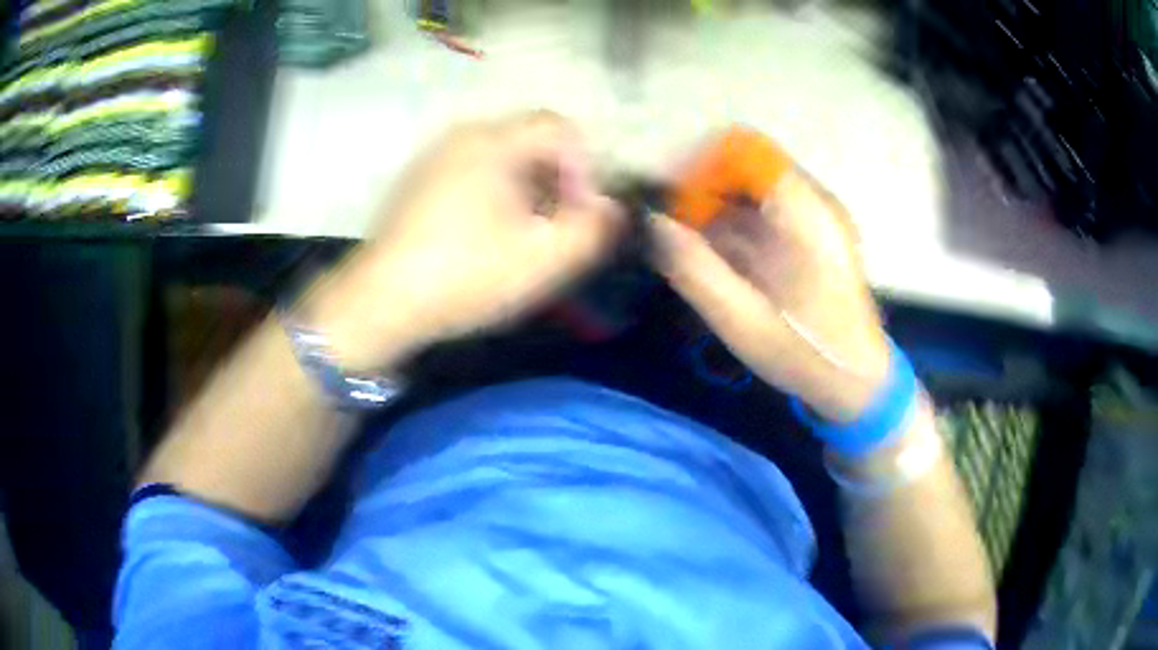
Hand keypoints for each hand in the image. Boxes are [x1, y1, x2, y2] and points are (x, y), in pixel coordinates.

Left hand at [306, 112, 622, 369]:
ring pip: (503, 158)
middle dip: (557, 182)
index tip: (579, 213)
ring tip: (525, 238)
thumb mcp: (541, 260)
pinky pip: (473, 172)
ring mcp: (435, 157)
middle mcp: (462, 136)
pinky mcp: (419, 181)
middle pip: (531, 141)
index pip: (560, 128)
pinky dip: (496, 195)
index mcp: (493, 141)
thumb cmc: (462, 276)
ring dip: (528, 191)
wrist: (378, 303)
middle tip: (557, 229)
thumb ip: (592, 230)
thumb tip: (612, 209)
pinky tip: (487, 237)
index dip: (584, 167)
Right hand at [651, 169, 890, 421]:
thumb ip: (694, 267)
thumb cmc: (804, 353)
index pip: (745, 150)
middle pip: (748, 165)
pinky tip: (724, 257)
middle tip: (676, 228)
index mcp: (805, 213)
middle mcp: (816, 201)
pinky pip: (768, 208)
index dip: (702, 166)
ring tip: (694, 244)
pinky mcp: (817, 233)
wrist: (857, 381)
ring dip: (719, 207)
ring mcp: (819, 216)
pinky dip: (739, 223)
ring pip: (756, 186)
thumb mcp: (741, 320)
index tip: (673, 202)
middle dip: (705, 189)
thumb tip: (652, 221)